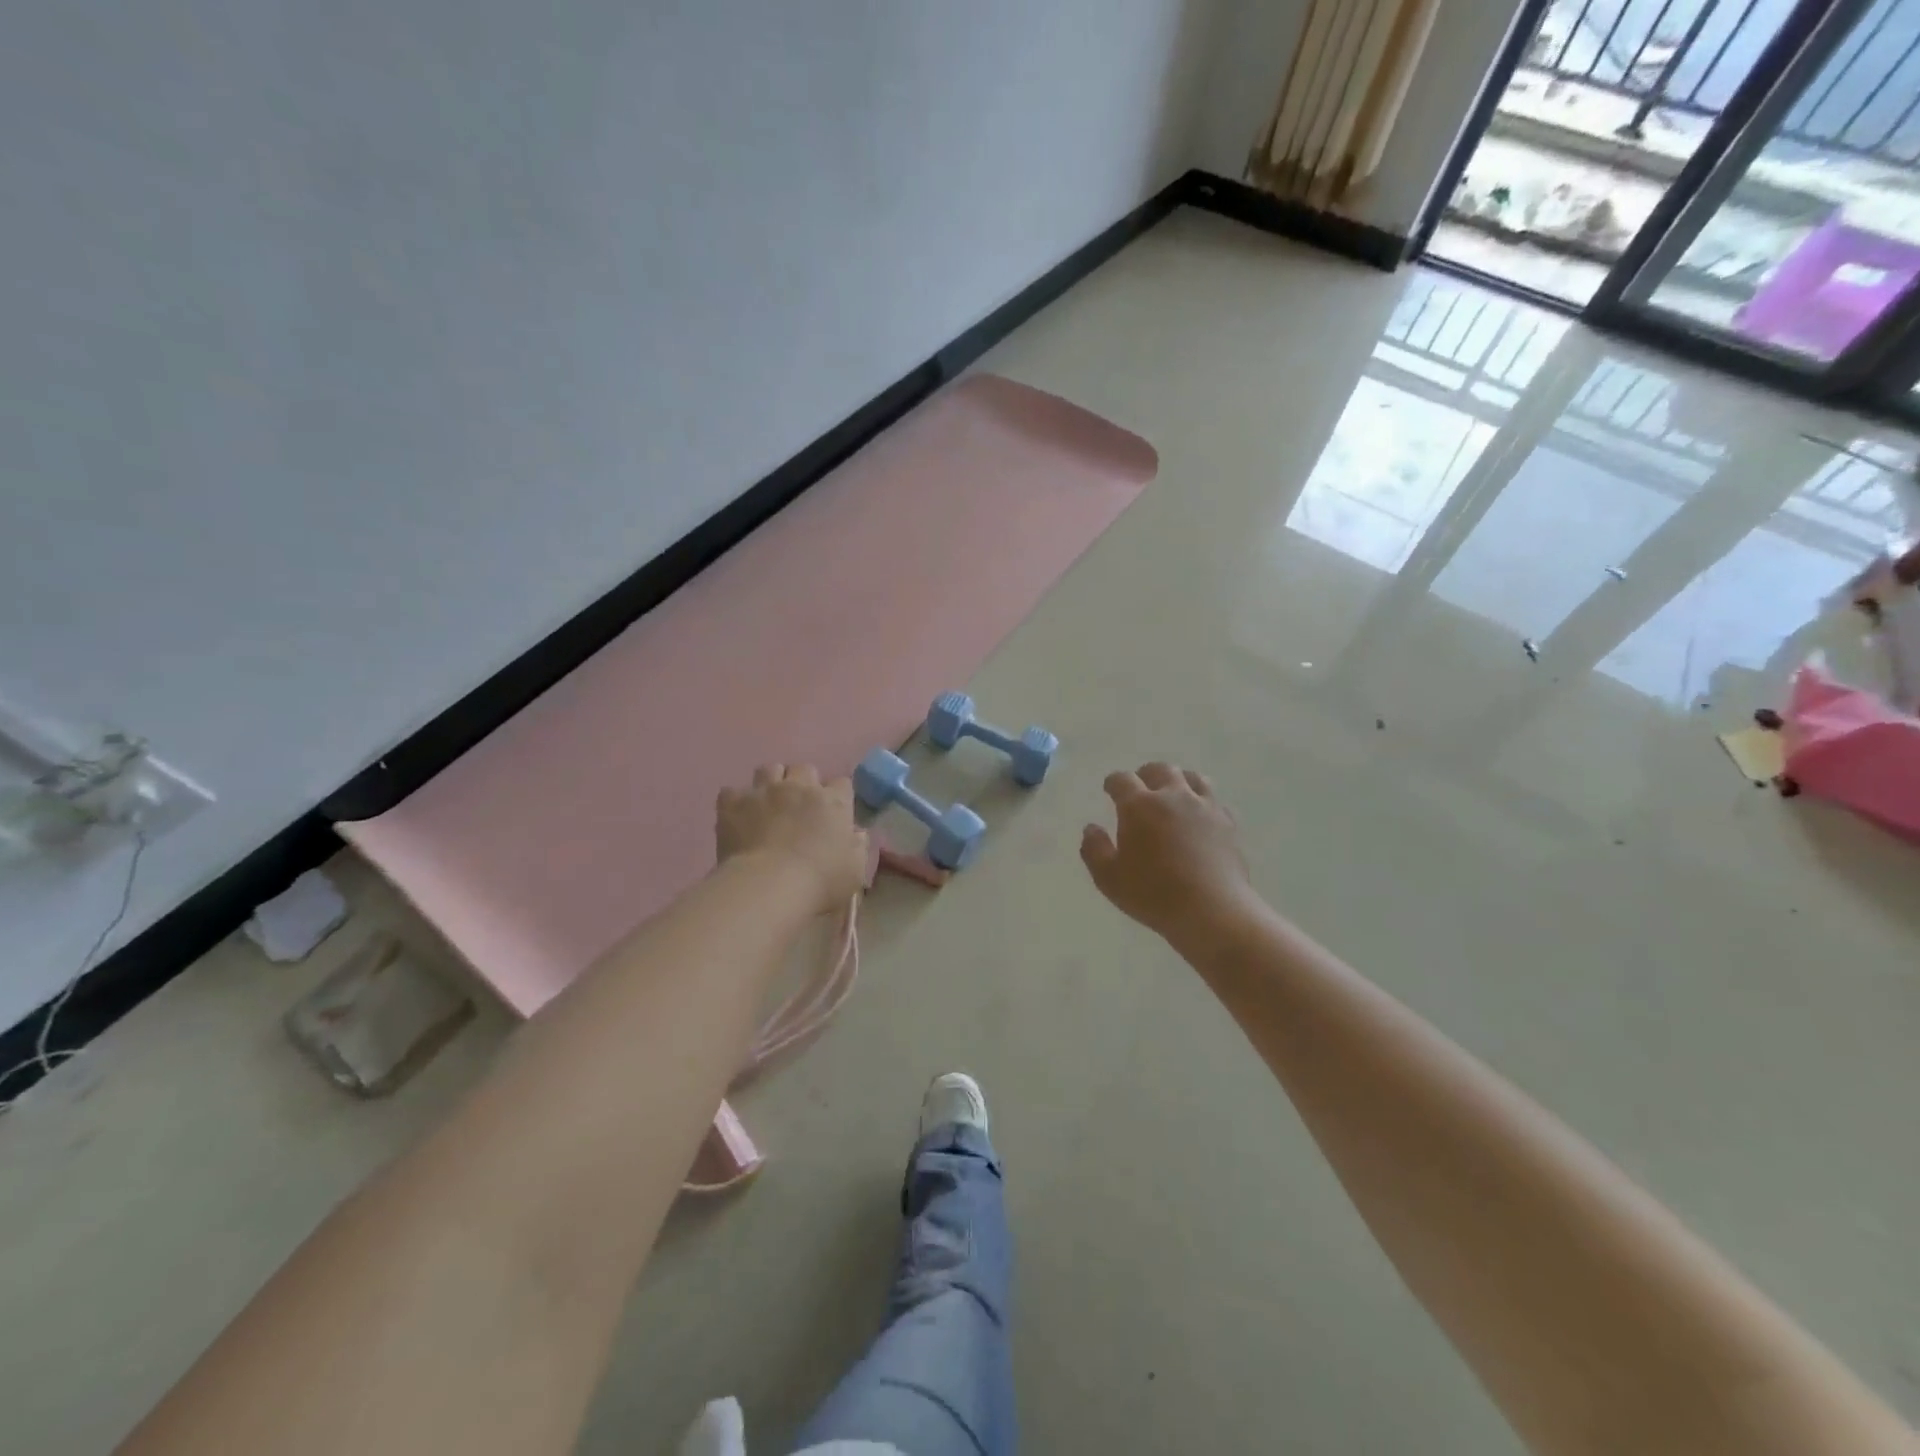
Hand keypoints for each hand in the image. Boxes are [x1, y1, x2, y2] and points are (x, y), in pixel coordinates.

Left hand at [716, 765, 867, 914]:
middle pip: (804, 768)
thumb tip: (857, 834)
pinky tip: (737, 816)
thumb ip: (858, 846)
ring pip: (769, 769)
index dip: (837, 796)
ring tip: (768, 803)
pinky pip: (732, 791)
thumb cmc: (820, 881)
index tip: (833, 813)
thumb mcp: (855, 870)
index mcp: (833, 802)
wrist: (769, 886)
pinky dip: (736, 801)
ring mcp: (764, 791)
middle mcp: (799, 787)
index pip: (841, 784)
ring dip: (771, 782)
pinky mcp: (733, 803)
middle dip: (803, 783)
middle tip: (799, 806)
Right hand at [1081, 763, 1257, 941]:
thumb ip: (1094, 849)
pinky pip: (1214, 801)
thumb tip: (1091, 828)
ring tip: (1173, 794)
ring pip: (1192, 778)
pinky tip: (1200, 817)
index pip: (1122, 780)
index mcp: (1139, 806)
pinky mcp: (1228, 823)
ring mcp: (1204, 807)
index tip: (1109, 789)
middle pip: (1160, 769)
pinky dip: (1203, 802)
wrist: (1212, 910)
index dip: (1113, 782)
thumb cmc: (1153, 895)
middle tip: (1141, 788)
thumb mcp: (1109, 878)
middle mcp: (1173, 796)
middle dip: (1146, 775)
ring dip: (1178, 781)